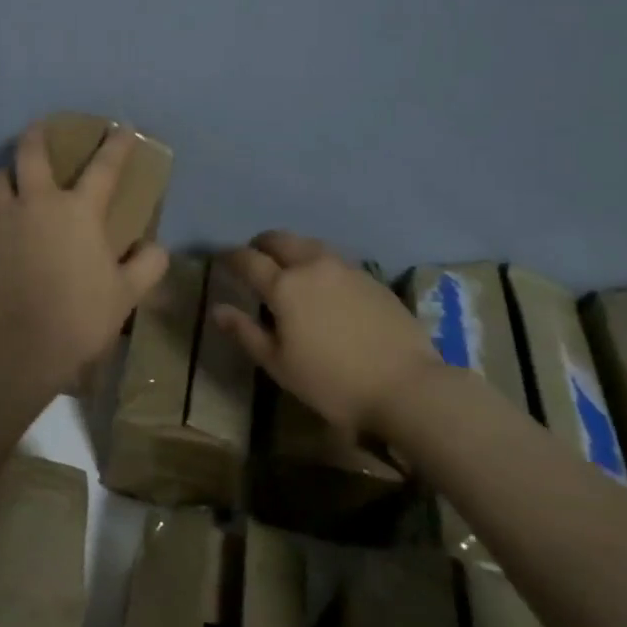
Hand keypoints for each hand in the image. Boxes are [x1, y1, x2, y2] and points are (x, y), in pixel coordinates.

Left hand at [0, 122, 169, 390]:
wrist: (24, 346)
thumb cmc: (81, 316)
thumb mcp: (127, 293)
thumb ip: (147, 265)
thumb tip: (157, 247)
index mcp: (79, 210)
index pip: (104, 167)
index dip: (116, 145)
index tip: (122, 129)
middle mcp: (38, 203)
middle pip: (31, 154)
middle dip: (36, 135)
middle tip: (39, 128)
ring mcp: (2, 219)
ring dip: (5, 174)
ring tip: (9, 178)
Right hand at [215, 231, 438, 439]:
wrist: (407, 387)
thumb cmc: (333, 382)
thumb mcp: (280, 365)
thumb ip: (246, 332)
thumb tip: (218, 309)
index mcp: (284, 285)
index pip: (248, 259)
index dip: (230, 257)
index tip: (221, 259)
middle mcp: (312, 266)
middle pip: (280, 240)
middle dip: (261, 244)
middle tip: (254, 257)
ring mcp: (346, 268)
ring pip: (310, 245)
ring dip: (292, 249)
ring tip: (289, 268)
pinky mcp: (371, 279)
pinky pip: (335, 259)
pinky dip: (319, 263)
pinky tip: (324, 284)